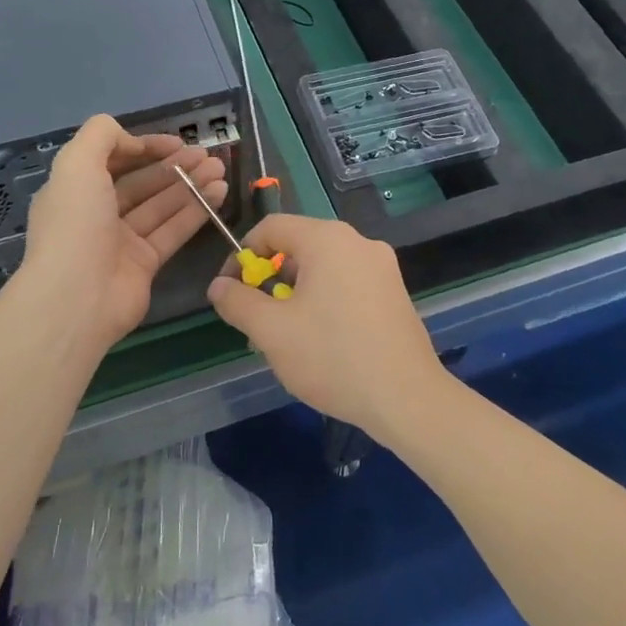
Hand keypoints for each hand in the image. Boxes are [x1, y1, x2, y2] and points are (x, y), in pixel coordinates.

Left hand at [18, 114, 225, 350]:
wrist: (77, 298)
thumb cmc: (75, 225)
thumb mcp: (76, 164)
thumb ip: (102, 135)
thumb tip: (134, 141)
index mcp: (75, 190)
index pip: (114, 161)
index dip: (145, 147)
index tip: (177, 142)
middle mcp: (97, 214)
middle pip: (142, 183)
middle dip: (175, 166)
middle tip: (208, 156)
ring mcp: (122, 241)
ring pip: (162, 205)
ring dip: (191, 185)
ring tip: (221, 170)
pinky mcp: (145, 264)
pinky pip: (174, 231)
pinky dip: (196, 211)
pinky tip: (219, 194)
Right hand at [206, 213, 451, 441]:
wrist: (406, 397)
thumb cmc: (332, 356)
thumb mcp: (271, 331)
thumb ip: (238, 302)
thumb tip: (219, 286)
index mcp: (327, 239)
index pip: (271, 227)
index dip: (242, 255)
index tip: (231, 291)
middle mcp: (358, 242)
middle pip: (299, 247)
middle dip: (270, 280)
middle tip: (258, 322)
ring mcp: (382, 267)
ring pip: (323, 269)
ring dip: (296, 295)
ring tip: (286, 340)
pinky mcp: (394, 293)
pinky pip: (347, 284)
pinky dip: (324, 302)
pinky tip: (321, 343)